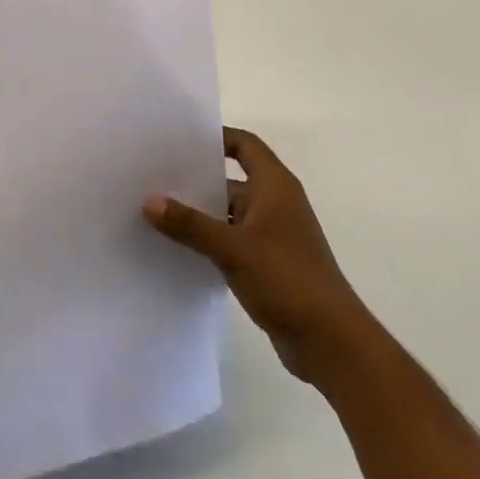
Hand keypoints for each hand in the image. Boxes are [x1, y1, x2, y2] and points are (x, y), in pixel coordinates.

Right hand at [143, 127, 369, 384]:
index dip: (216, 137)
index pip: (244, 145)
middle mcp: (275, 203)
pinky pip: (233, 240)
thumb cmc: (286, 278)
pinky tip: (178, 248)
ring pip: (230, 213)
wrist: (330, 341)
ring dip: (200, 214)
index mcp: (275, 186)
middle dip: (197, 179)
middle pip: (232, 179)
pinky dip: (210, 240)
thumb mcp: (232, 248)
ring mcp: (273, 235)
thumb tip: (149, 201)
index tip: (179, 140)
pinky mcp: (269, 263)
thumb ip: (190, 224)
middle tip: (154, 176)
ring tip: (157, 211)